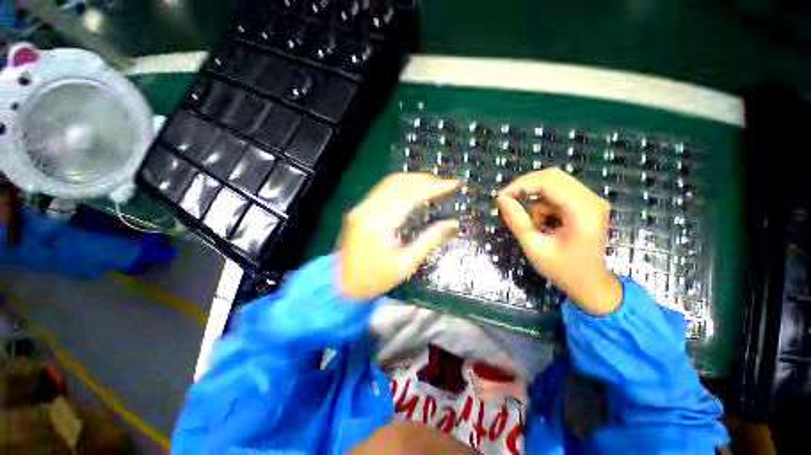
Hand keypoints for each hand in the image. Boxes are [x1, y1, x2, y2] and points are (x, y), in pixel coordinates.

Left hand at [339, 173, 458, 300]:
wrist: (342, 286)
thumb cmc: (375, 280)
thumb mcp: (405, 264)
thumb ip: (429, 240)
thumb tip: (452, 223)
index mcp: (379, 223)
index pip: (410, 196)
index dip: (433, 187)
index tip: (453, 184)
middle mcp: (367, 209)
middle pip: (398, 183)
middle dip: (424, 180)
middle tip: (444, 183)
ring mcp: (360, 207)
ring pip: (389, 183)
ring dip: (413, 180)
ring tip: (433, 184)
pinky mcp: (359, 210)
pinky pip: (382, 190)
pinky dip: (401, 187)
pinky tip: (413, 191)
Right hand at [496, 168, 621, 314]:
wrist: (589, 284)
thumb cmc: (562, 269)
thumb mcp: (533, 246)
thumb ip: (516, 221)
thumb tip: (501, 199)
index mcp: (582, 211)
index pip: (548, 182)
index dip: (520, 185)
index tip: (500, 197)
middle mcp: (591, 199)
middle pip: (552, 177)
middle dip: (525, 187)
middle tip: (508, 201)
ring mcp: (591, 201)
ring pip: (553, 185)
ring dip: (536, 202)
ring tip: (535, 227)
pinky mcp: (586, 204)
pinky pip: (557, 194)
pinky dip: (543, 206)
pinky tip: (545, 225)